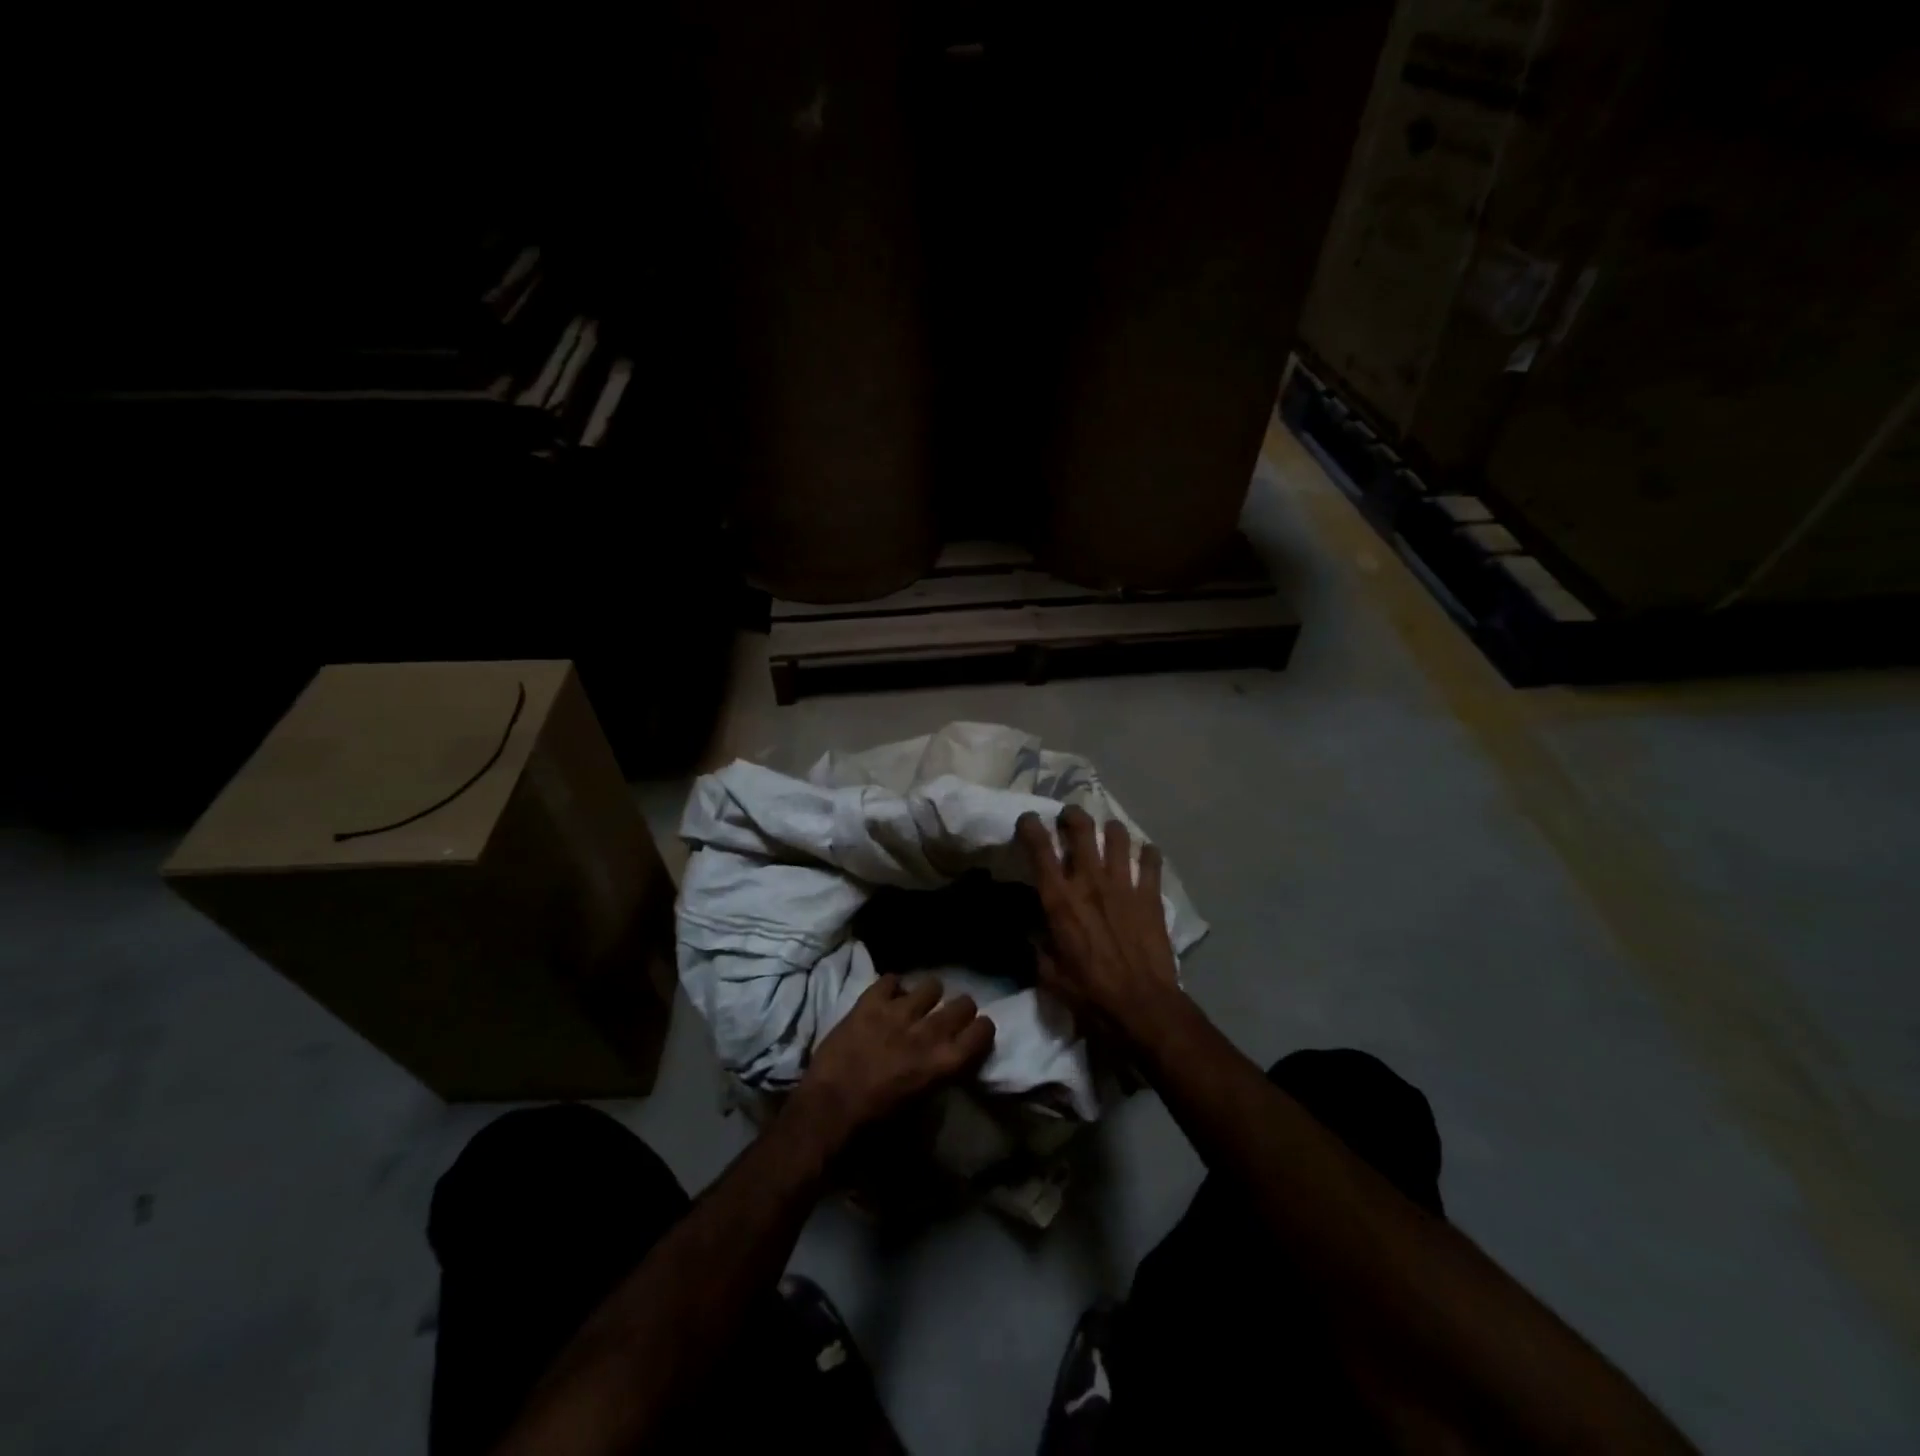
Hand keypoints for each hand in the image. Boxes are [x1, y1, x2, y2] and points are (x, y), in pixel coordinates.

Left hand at [789, 975, 994, 1152]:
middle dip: (961, 1009)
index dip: (982, 1029)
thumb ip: (937, 1078)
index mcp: (944, 1063)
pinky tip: (887, 999)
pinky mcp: (870, 1002)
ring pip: (931, 985)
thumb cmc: (874, 1126)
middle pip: (963, 1004)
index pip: (982, 1032)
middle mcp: (928, 1032)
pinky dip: (892, 988)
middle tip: (950, 1017)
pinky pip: (891, 980)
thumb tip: (944, 1064)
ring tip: (917, 1005)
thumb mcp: (920, 1109)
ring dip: (928, 996)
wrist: (827, 1112)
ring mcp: (898, 1012)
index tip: (976, 1032)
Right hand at [1016, 805, 1180, 1036]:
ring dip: (1110, 830)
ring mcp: (1124, 885)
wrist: (1142, 1007)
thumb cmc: (1090, 994)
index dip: (1030, 826)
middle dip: (1073, 815)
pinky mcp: (1151, 895)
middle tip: (1069, 818)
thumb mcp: (1049, 975)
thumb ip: (1037, 947)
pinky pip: (1151, 860)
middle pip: (1081, 828)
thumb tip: (1029, 931)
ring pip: (1117, 836)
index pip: (1040, 848)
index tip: (1028, 820)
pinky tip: (1144, 856)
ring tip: (1108, 834)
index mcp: (1060, 899)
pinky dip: (1147, 853)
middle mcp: (1090, 881)